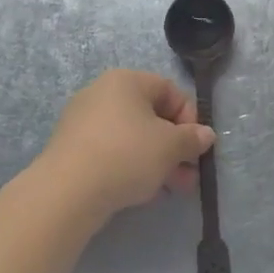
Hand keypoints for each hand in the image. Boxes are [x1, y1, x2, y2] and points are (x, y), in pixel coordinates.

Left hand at [36, 69, 214, 221]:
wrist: (67, 191)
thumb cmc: (126, 155)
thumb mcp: (170, 147)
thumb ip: (192, 138)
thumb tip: (206, 135)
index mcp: (126, 81)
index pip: (170, 90)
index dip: (190, 118)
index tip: (196, 147)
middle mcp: (102, 93)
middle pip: (151, 116)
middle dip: (175, 147)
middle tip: (189, 175)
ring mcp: (83, 120)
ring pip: (132, 137)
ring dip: (157, 161)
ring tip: (172, 189)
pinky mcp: (72, 148)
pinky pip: (111, 151)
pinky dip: (130, 166)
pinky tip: (141, 191)